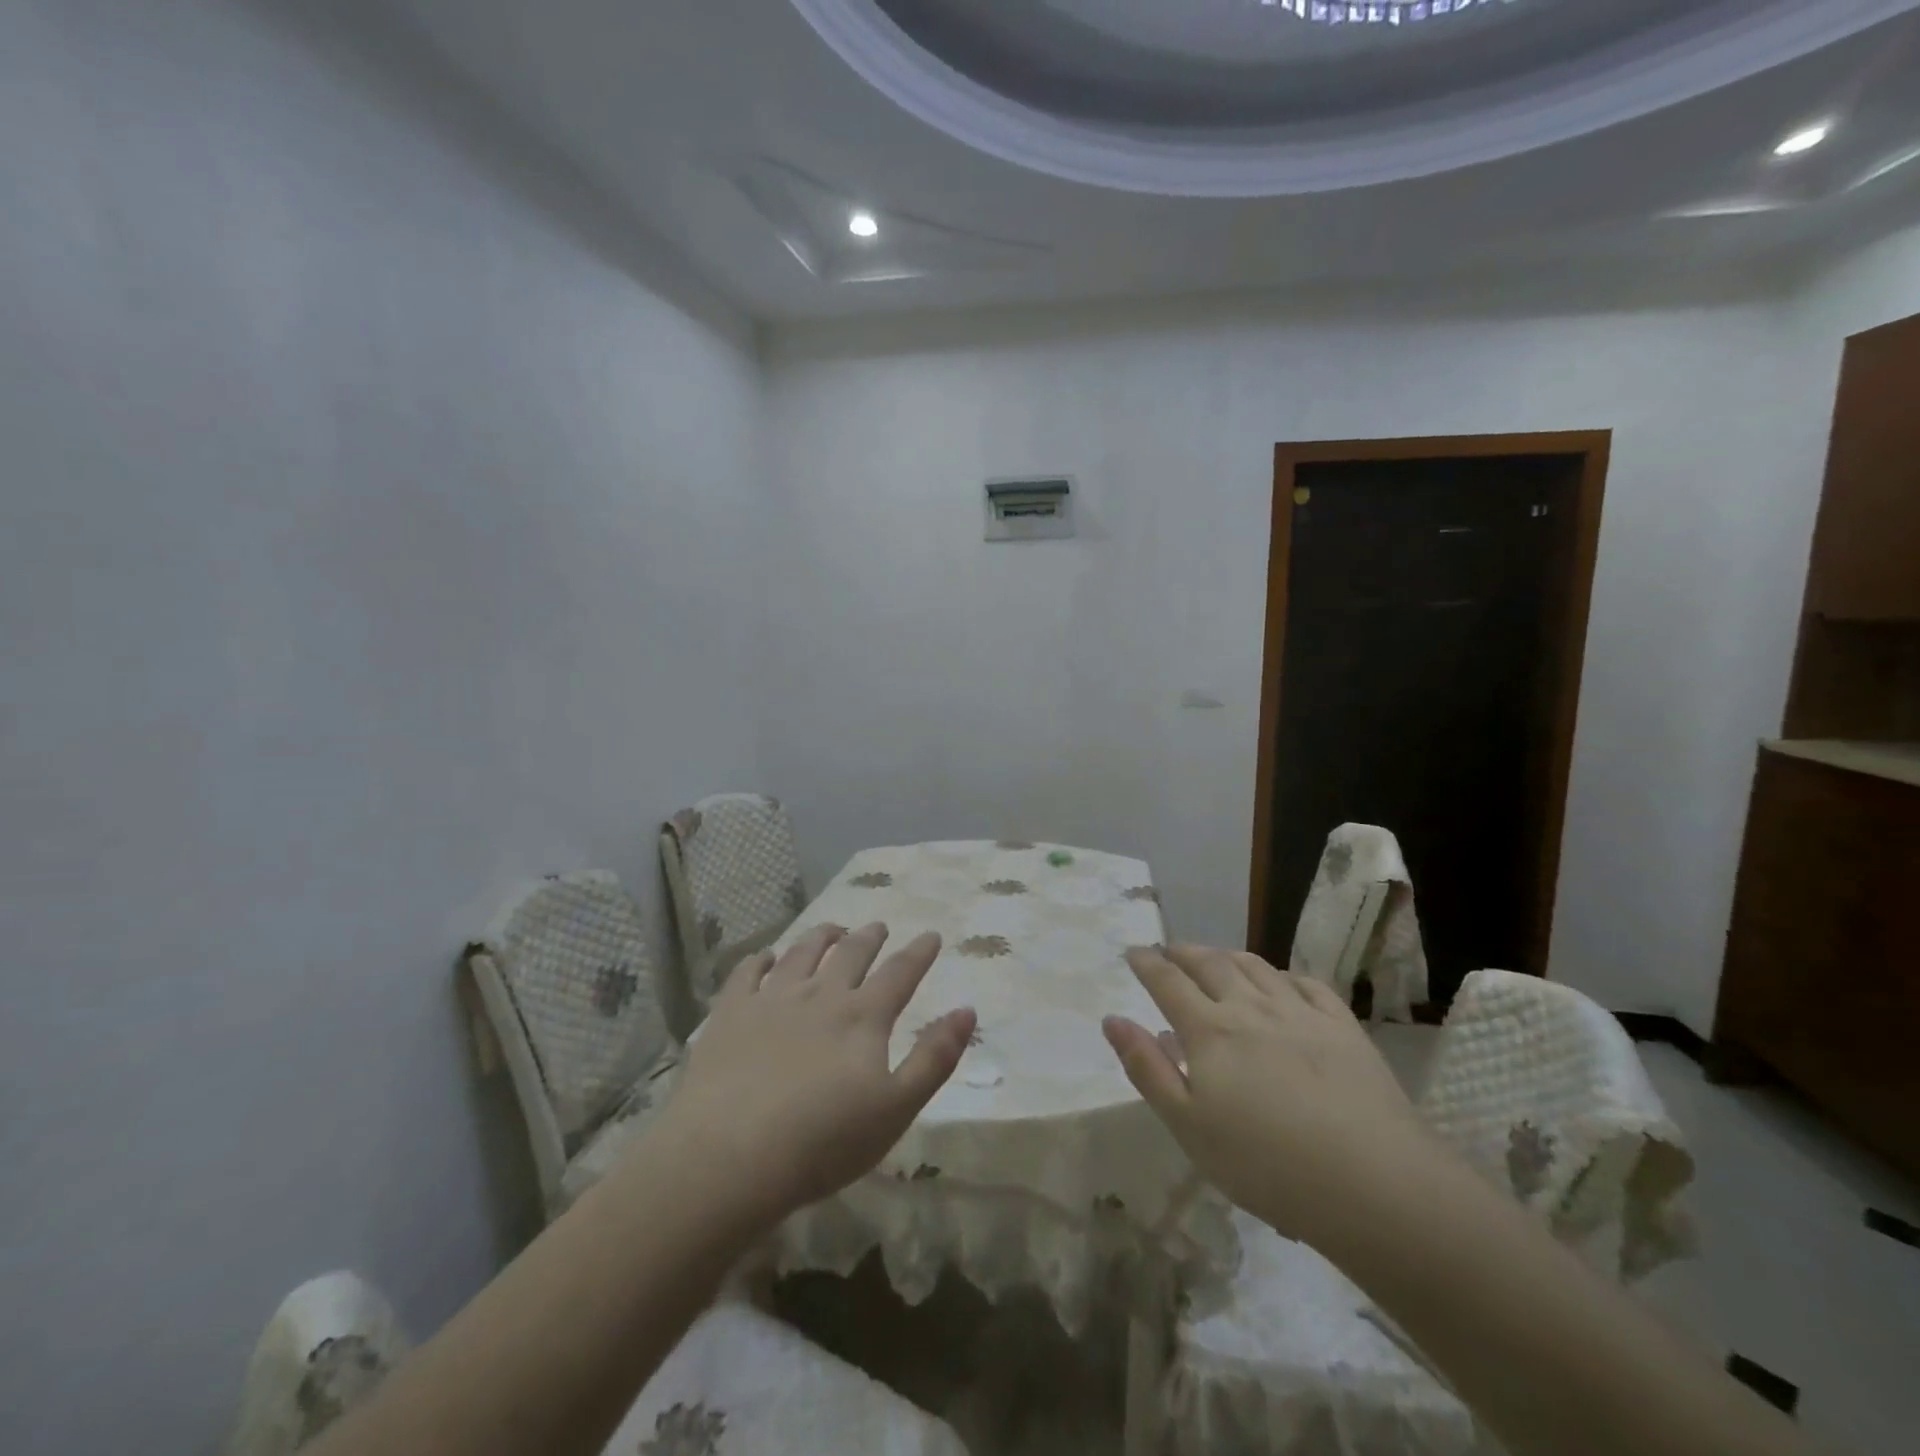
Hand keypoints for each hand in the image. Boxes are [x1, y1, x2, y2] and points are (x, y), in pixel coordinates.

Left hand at [660, 923, 975, 1227]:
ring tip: (833, 929)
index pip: (900, 973)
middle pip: (851, 953)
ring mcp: (772, 998)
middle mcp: (821, 994)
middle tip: (878, 926)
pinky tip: (765, 957)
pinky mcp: (731, 1012)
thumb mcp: (896, 1108)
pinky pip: (748, 972)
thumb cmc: (823, 1141)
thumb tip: (967, 1010)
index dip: (919, 953)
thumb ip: (934, 1058)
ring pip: (802, 953)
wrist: (730, 1156)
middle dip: (869, 937)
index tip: (931, 935)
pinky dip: (761, 959)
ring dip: (822, 936)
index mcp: (863, 1016)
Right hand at [1103, 945, 1430, 1244]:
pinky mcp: (1343, 1028)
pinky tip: (1281, 982)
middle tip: (1169, 949)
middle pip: (1210, 964)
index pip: (1168, 982)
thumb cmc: (1266, 1164)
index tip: (1133, 952)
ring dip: (1227, 955)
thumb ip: (1147, 1068)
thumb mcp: (1189, 1126)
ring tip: (1216, 956)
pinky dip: (1283, 975)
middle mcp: (1250, 1007)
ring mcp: (1301, 1013)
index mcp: (1209, 1030)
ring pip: (1256, 967)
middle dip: (1183, 952)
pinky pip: (1306, 984)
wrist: (1374, 1183)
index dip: (1147, 963)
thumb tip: (1112, 1018)